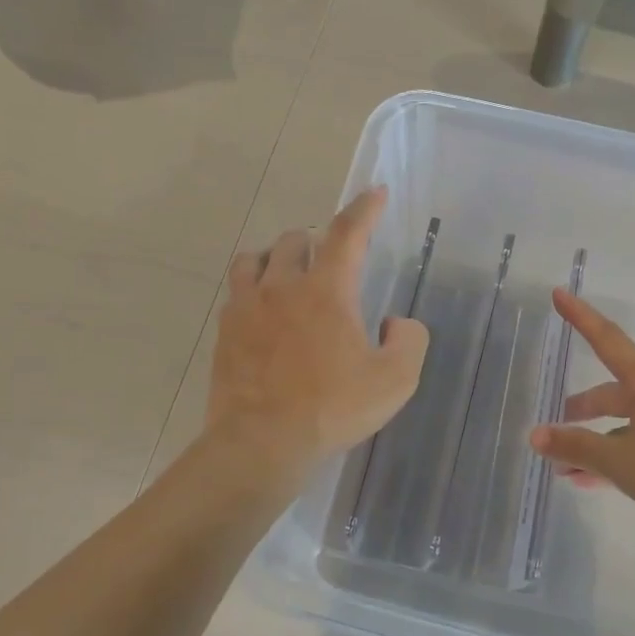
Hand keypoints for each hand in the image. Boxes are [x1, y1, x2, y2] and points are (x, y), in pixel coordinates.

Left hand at [207, 187, 428, 475]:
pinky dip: (252, 287)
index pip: (347, 234)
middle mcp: (282, 286)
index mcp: (327, 291)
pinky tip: (261, 310)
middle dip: (316, 243)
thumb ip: (409, 341)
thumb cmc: (333, 410)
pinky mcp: (225, 330)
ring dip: (276, 258)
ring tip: (288, 277)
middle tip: (329, 265)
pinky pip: (236, 291)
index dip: (364, 209)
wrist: (262, 442)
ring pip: (256, 258)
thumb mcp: (394, 381)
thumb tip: (395, 323)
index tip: (374, 193)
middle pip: (295, 240)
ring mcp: (247, 306)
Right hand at [529, 289, 634, 522]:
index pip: (607, 341)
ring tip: (568, 468)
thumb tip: (535, 435)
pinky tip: (597, 482)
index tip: (560, 293)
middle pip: (613, 394)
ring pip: (625, 426)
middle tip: (557, 423)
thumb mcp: (620, 460)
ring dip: (596, 442)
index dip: (581, 318)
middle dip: (583, 408)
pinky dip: (616, 458)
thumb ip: (576, 446)